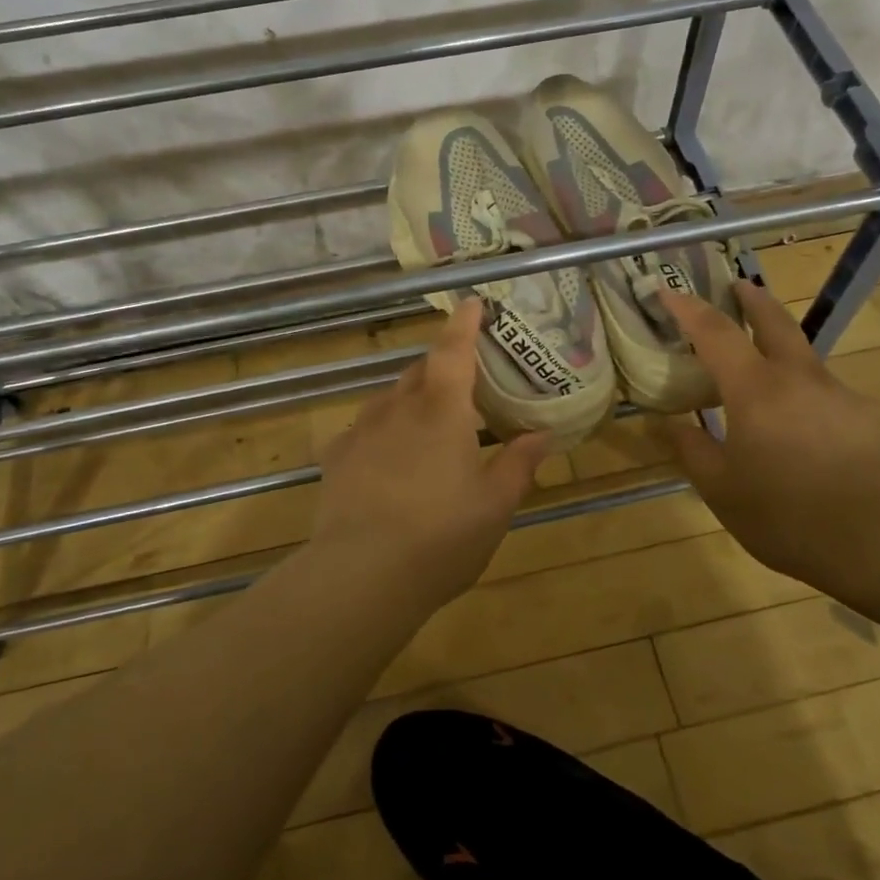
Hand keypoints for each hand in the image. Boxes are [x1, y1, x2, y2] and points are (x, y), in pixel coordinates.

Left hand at [312, 299, 549, 605]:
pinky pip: (365, 430)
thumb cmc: (441, 536)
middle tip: (464, 387)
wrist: (360, 575)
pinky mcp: (336, 457)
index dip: (465, 323)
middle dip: (442, 369)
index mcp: (442, 410)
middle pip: (420, 371)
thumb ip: (518, 464)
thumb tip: (543, 435)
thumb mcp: (494, 505)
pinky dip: (383, 432)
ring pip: (390, 399)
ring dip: (412, 401)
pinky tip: (389, 460)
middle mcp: (398, 408)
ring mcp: (362, 430)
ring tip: (428, 427)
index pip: (454, 350)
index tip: (473, 304)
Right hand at [658, 282, 879, 591]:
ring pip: (800, 355)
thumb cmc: (788, 514)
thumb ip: (692, 450)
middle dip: (751, 299)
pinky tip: (794, 422)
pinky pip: (820, 389)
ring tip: (757, 368)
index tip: (667, 291)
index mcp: (755, 389)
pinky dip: (798, 387)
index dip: (687, 308)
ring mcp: (836, 394)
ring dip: (776, 344)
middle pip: (773, 321)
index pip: (715, 333)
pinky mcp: (862, 417)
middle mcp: (797, 378)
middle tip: (735, 285)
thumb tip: (668, 423)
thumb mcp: (721, 490)